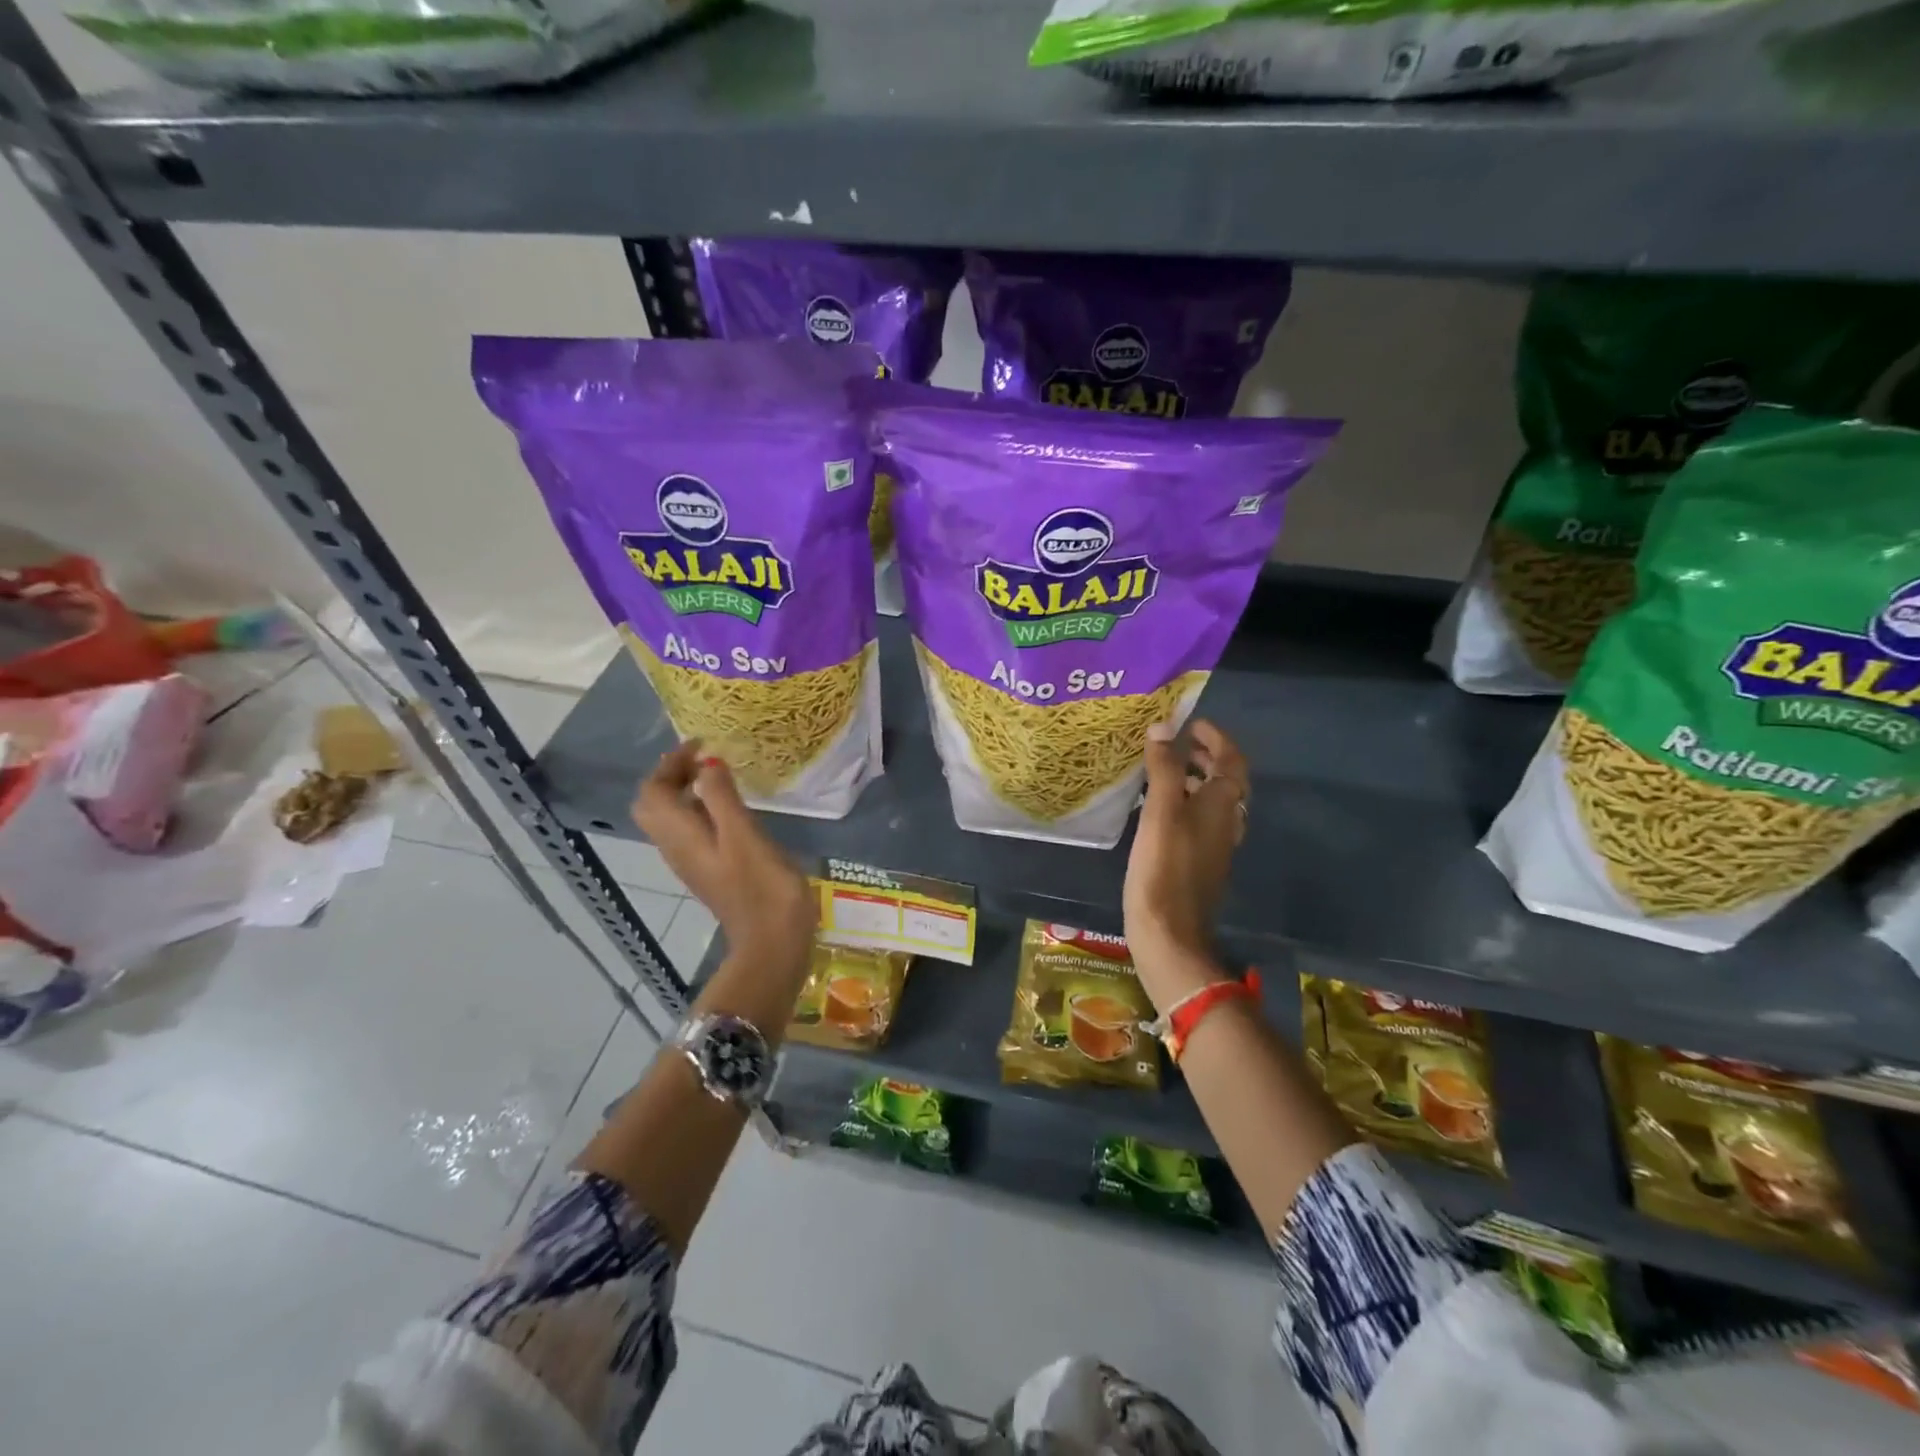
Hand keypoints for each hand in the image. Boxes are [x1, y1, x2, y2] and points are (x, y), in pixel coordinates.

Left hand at [631, 742, 815, 978]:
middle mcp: (676, 848)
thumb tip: (706, 761)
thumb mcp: (744, 835)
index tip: (702, 744)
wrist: (773, 943)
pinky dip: (699, 809)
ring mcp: (692, 862)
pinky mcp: (710, 870)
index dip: (670, 763)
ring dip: (684, 791)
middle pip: (654, 804)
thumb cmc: (762, 887)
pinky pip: (690, 831)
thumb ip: (721, 796)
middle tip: (705, 758)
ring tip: (717, 774)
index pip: (652, 791)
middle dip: (672, 775)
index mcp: (680, 836)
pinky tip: (729, 807)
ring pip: (670, 818)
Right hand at [1123, 719, 1248, 1009]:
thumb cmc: (1164, 867)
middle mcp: (1226, 822)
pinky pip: (1198, 821)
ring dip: (1193, 780)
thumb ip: (1164, 768)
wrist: (1169, 932)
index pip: (1231, 761)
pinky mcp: (1199, 863)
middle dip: (1204, 757)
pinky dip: (1183, 804)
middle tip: (1177, 743)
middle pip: (1225, 781)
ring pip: (1211, 802)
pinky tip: (1156, 810)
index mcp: (1222, 805)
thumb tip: (1164, 727)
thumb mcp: (1161, 812)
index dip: (1216, 739)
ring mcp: (1214, 845)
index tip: (1193, 724)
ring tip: (1162, 770)